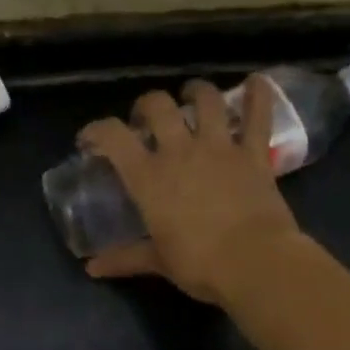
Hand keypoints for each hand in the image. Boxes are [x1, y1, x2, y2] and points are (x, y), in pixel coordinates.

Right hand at [78, 77, 305, 305]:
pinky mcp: (253, 153)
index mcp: (149, 177)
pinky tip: (257, 81)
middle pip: (157, 106)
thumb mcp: (158, 261)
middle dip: (147, 105)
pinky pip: (258, 116)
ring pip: (206, 100)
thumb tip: (92, 268)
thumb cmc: (200, 264)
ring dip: (196, 91)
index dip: (96, 130)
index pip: (113, 136)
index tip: (90, 138)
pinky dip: (259, 95)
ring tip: (192, 94)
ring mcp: (219, 147)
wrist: (255, 262)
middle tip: (147, 118)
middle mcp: (180, 151)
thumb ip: (125, 258)